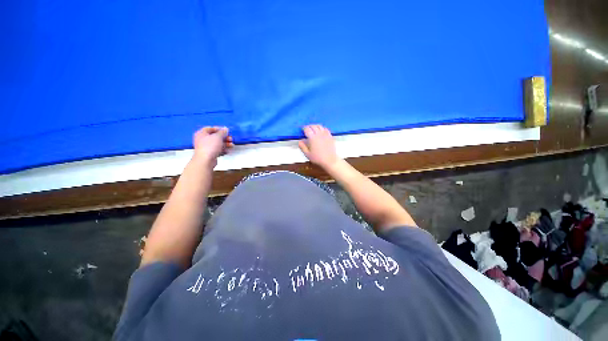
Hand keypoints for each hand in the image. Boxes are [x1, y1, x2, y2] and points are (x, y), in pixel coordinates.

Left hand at [192, 126, 233, 167]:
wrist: (205, 160)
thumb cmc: (210, 146)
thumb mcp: (218, 137)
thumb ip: (222, 132)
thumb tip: (226, 129)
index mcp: (202, 133)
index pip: (210, 128)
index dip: (219, 129)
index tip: (226, 131)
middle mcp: (202, 140)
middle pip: (215, 137)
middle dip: (224, 138)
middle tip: (230, 139)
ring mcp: (206, 147)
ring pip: (217, 144)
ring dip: (225, 144)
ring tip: (231, 145)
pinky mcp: (209, 154)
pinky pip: (217, 150)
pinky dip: (223, 150)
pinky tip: (228, 151)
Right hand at [298, 124, 339, 168]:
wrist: (330, 160)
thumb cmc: (318, 158)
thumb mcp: (307, 154)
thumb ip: (302, 147)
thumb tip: (300, 141)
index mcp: (312, 138)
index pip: (307, 129)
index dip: (304, 128)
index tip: (302, 129)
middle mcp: (319, 134)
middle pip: (313, 126)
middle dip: (309, 126)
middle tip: (307, 129)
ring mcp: (325, 134)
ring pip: (319, 126)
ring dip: (315, 126)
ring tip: (313, 128)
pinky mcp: (330, 136)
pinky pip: (325, 129)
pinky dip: (322, 128)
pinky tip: (321, 130)